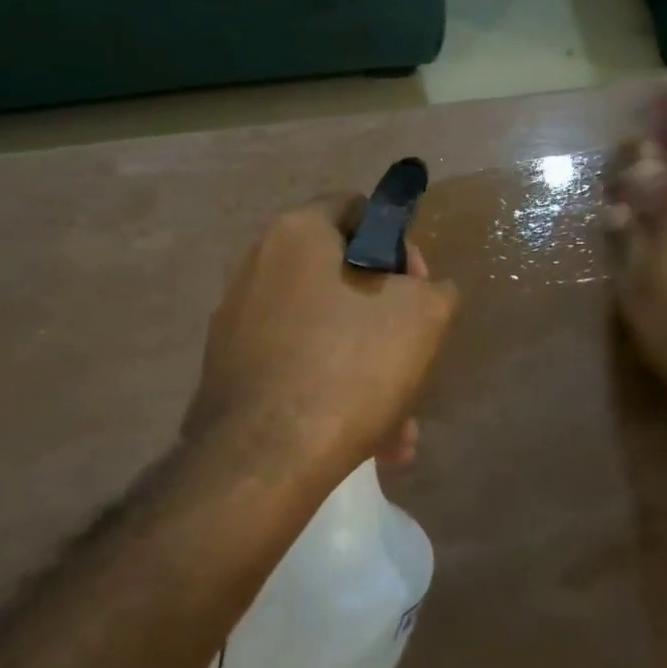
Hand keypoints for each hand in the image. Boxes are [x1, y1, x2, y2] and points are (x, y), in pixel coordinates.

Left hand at [185, 195, 458, 487]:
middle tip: (413, 360)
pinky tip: (367, 440)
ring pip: (326, 334)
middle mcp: (258, 266)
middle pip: (343, 279)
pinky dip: (333, 393)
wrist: (264, 458)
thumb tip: (423, 292)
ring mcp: (238, 321)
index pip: (358, 209)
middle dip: (388, 323)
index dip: (400, 245)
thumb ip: (434, 289)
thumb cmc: (350, 365)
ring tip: (399, 427)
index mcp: (298, 234)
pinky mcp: (231, 371)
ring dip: (369, 371)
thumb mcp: (424, 316)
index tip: (419, 291)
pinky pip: (298, 368)